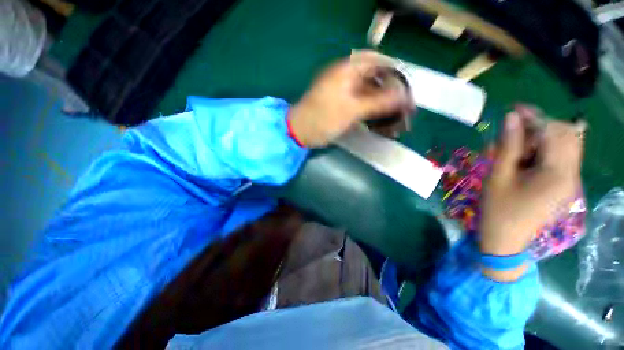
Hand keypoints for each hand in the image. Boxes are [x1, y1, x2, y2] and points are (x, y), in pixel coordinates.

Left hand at [287, 51, 411, 147]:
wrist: (300, 132)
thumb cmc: (323, 118)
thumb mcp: (351, 110)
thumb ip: (378, 102)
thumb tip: (405, 97)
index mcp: (347, 70)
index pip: (377, 61)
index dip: (395, 72)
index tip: (406, 87)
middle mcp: (346, 77)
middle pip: (375, 79)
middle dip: (390, 93)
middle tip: (403, 107)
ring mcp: (343, 92)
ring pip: (369, 93)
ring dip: (382, 105)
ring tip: (396, 117)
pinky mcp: (341, 105)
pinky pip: (361, 104)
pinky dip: (371, 112)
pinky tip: (380, 122)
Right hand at [480, 106, 584, 280]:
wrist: (506, 238)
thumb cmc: (498, 208)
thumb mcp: (498, 176)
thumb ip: (507, 145)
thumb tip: (511, 117)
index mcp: (557, 173)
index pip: (554, 132)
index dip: (534, 117)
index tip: (514, 108)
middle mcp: (571, 174)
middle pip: (567, 135)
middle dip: (540, 126)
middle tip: (512, 130)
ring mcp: (570, 180)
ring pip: (565, 144)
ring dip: (541, 138)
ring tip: (515, 147)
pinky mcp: (564, 184)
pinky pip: (560, 157)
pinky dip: (543, 150)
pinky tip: (523, 158)